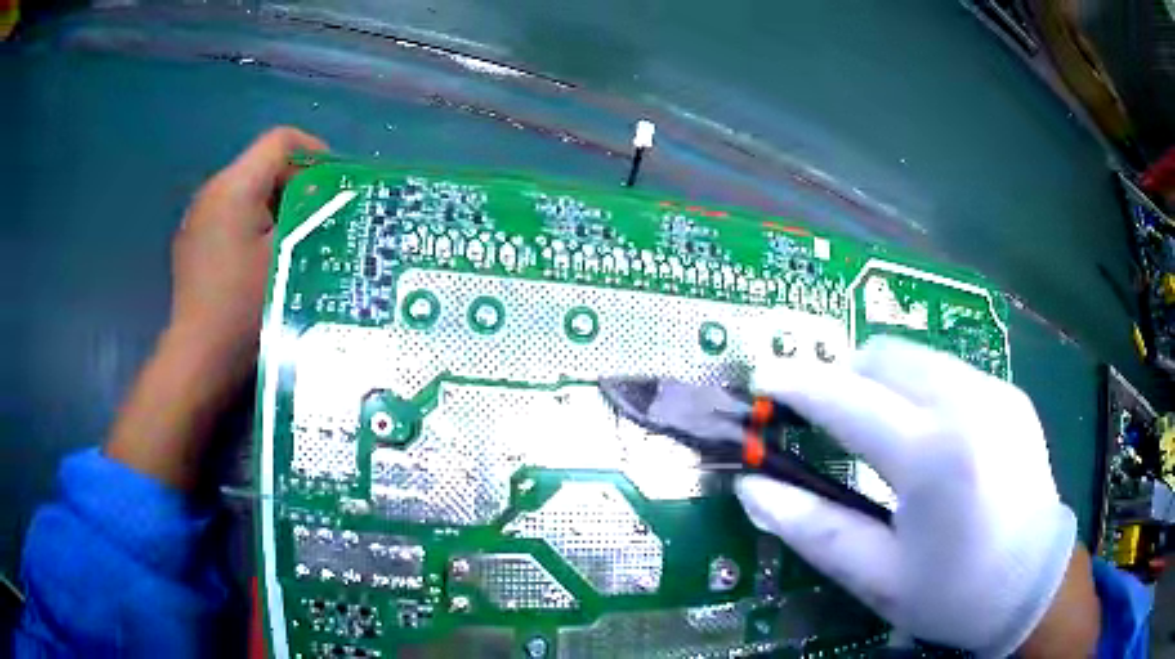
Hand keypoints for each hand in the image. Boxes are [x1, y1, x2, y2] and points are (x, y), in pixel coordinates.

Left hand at [171, 126, 327, 372]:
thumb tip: (331, 197)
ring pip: (246, 192)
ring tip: (291, 243)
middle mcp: (211, 191)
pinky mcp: (192, 243)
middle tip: (317, 221)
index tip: (333, 185)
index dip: (313, 153)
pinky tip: (259, 261)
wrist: (198, 359)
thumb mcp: (287, 257)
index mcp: (234, 186)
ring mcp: (197, 218)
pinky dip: (251, 226)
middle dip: (295, 185)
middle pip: (262, 165)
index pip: (280, 141)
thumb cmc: (244, 308)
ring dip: (274, 207)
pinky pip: (229, 216)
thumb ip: (310, 216)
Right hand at [736, 337, 1098, 657]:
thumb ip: (814, 528)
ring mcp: (995, 392)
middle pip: (883, 356)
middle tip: (823, 418)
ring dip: (879, 379)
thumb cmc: (954, 593)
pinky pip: (947, 370)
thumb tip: (753, 489)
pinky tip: (925, 435)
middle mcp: (967, 404)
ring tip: (873, 428)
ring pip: (915, 356)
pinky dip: (918, 387)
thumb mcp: (878, 576)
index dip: (798, 383)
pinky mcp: (1010, 394)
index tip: (763, 377)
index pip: (847, 399)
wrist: (1033, 585)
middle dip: (842, 376)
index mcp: (933, 457)